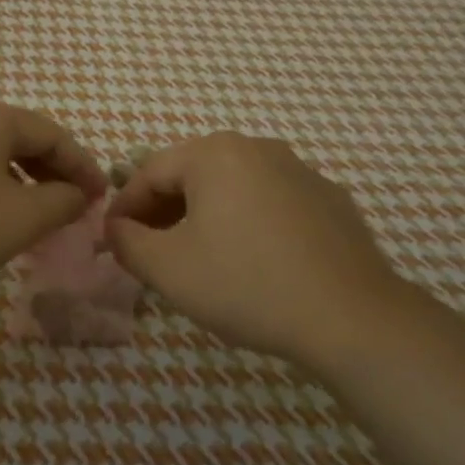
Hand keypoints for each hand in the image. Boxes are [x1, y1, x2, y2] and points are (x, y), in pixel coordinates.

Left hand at [0, 98, 105, 300]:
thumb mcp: (19, 219)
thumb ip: (61, 202)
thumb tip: (79, 194)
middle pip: (24, 137)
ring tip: (39, 211)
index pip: (54, 134)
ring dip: (24, 178)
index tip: (101, 198)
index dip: (83, 166)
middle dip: (54, 171)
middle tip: (74, 204)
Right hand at [104, 133, 406, 369]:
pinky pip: (271, 202)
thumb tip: (115, 228)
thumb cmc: (246, 285)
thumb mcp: (168, 269)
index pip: (149, 172)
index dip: (125, 207)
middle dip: (164, 210)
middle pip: (192, 173)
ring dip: (205, 214)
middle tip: (151, 250)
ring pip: (233, 186)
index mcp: (213, 153)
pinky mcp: (330, 198)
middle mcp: (257, 147)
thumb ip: (127, 242)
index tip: (112, 240)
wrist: (352, 318)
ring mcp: (299, 170)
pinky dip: (249, 222)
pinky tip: (254, 260)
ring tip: (199, 255)